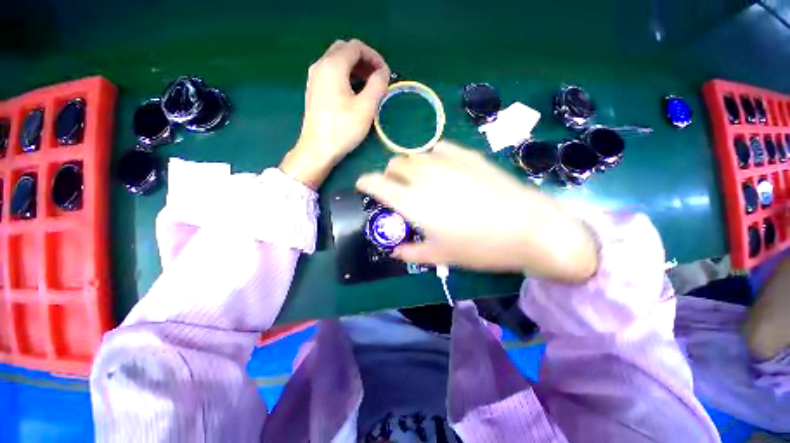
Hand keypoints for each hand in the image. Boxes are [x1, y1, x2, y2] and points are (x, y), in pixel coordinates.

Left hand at [280, 39, 390, 188]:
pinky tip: (355, 93)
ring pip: (337, 62)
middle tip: (378, 78)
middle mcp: (320, 65)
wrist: (318, 149)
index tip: (385, 74)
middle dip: (365, 61)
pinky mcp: (314, 90)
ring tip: (369, 86)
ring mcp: (315, 78)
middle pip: (345, 50)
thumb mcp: (366, 108)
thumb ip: (378, 85)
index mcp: (332, 65)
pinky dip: (346, 76)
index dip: (375, 57)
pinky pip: (332, 74)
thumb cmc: (343, 129)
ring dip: (356, 69)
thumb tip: (383, 72)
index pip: (356, 47)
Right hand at [356, 141, 598, 282]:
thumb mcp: (441, 256)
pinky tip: (443, 169)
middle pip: (394, 164)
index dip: (365, 183)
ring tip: (420, 180)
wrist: (529, 228)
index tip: (364, 187)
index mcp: (413, 202)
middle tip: (397, 189)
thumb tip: (395, 250)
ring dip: (409, 166)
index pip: (375, 183)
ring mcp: (447, 162)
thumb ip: (411, 252)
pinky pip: (439, 148)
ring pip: (414, 154)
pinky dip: (432, 157)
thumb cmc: (480, 247)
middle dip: (389, 175)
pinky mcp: (467, 155)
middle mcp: (424, 176)